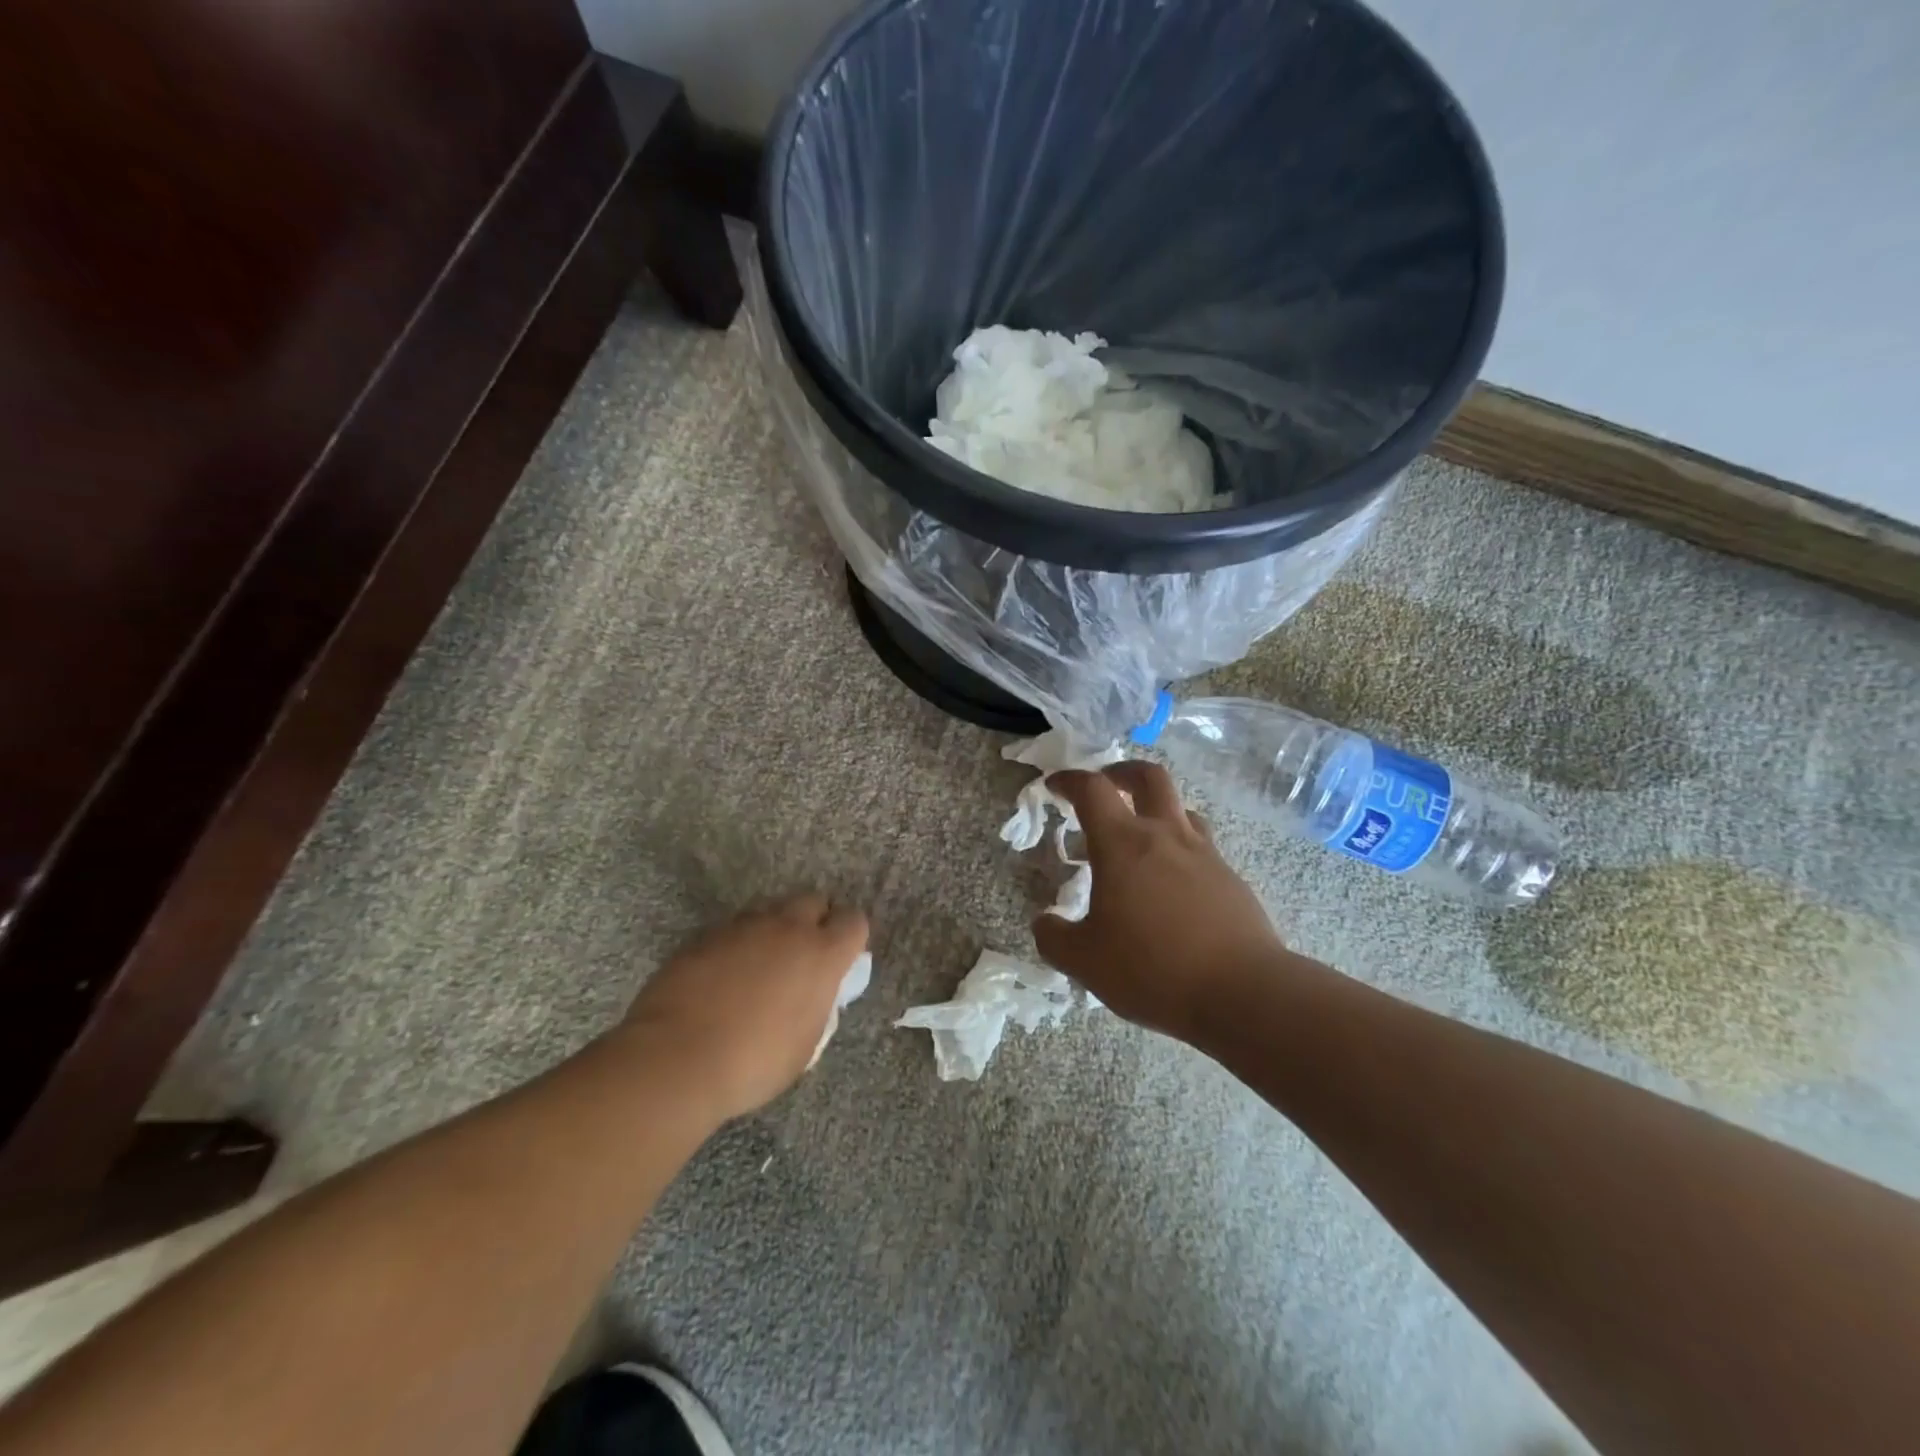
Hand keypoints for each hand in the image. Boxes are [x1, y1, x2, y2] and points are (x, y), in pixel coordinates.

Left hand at [618, 895, 868, 1123]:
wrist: (676, 1059)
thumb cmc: (752, 1063)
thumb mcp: (805, 1044)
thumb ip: (817, 1006)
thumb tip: (812, 994)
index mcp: (821, 955)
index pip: (853, 921)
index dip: (850, 937)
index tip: (841, 959)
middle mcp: (787, 928)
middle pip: (812, 900)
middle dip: (813, 921)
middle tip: (801, 956)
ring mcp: (744, 927)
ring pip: (770, 910)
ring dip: (773, 930)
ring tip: (759, 965)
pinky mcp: (706, 934)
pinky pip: (733, 928)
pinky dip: (736, 944)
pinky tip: (723, 975)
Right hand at [1034, 762, 1303, 1046]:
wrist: (1242, 992)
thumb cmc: (1152, 968)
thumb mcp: (1085, 962)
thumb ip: (1055, 938)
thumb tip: (1045, 922)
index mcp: (1123, 844)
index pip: (1092, 789)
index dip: (1070, 780)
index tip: (1055, 786)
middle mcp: (1165, 836)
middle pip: (1148, 777)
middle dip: (1122, 772)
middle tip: (1106, 785)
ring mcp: (1204, 855)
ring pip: (1180, 809)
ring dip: (1156, 810)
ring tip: (1140, 838)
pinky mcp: (1230, 879)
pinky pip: (1201, 847)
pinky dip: (1179, 850)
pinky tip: (1171, 886)